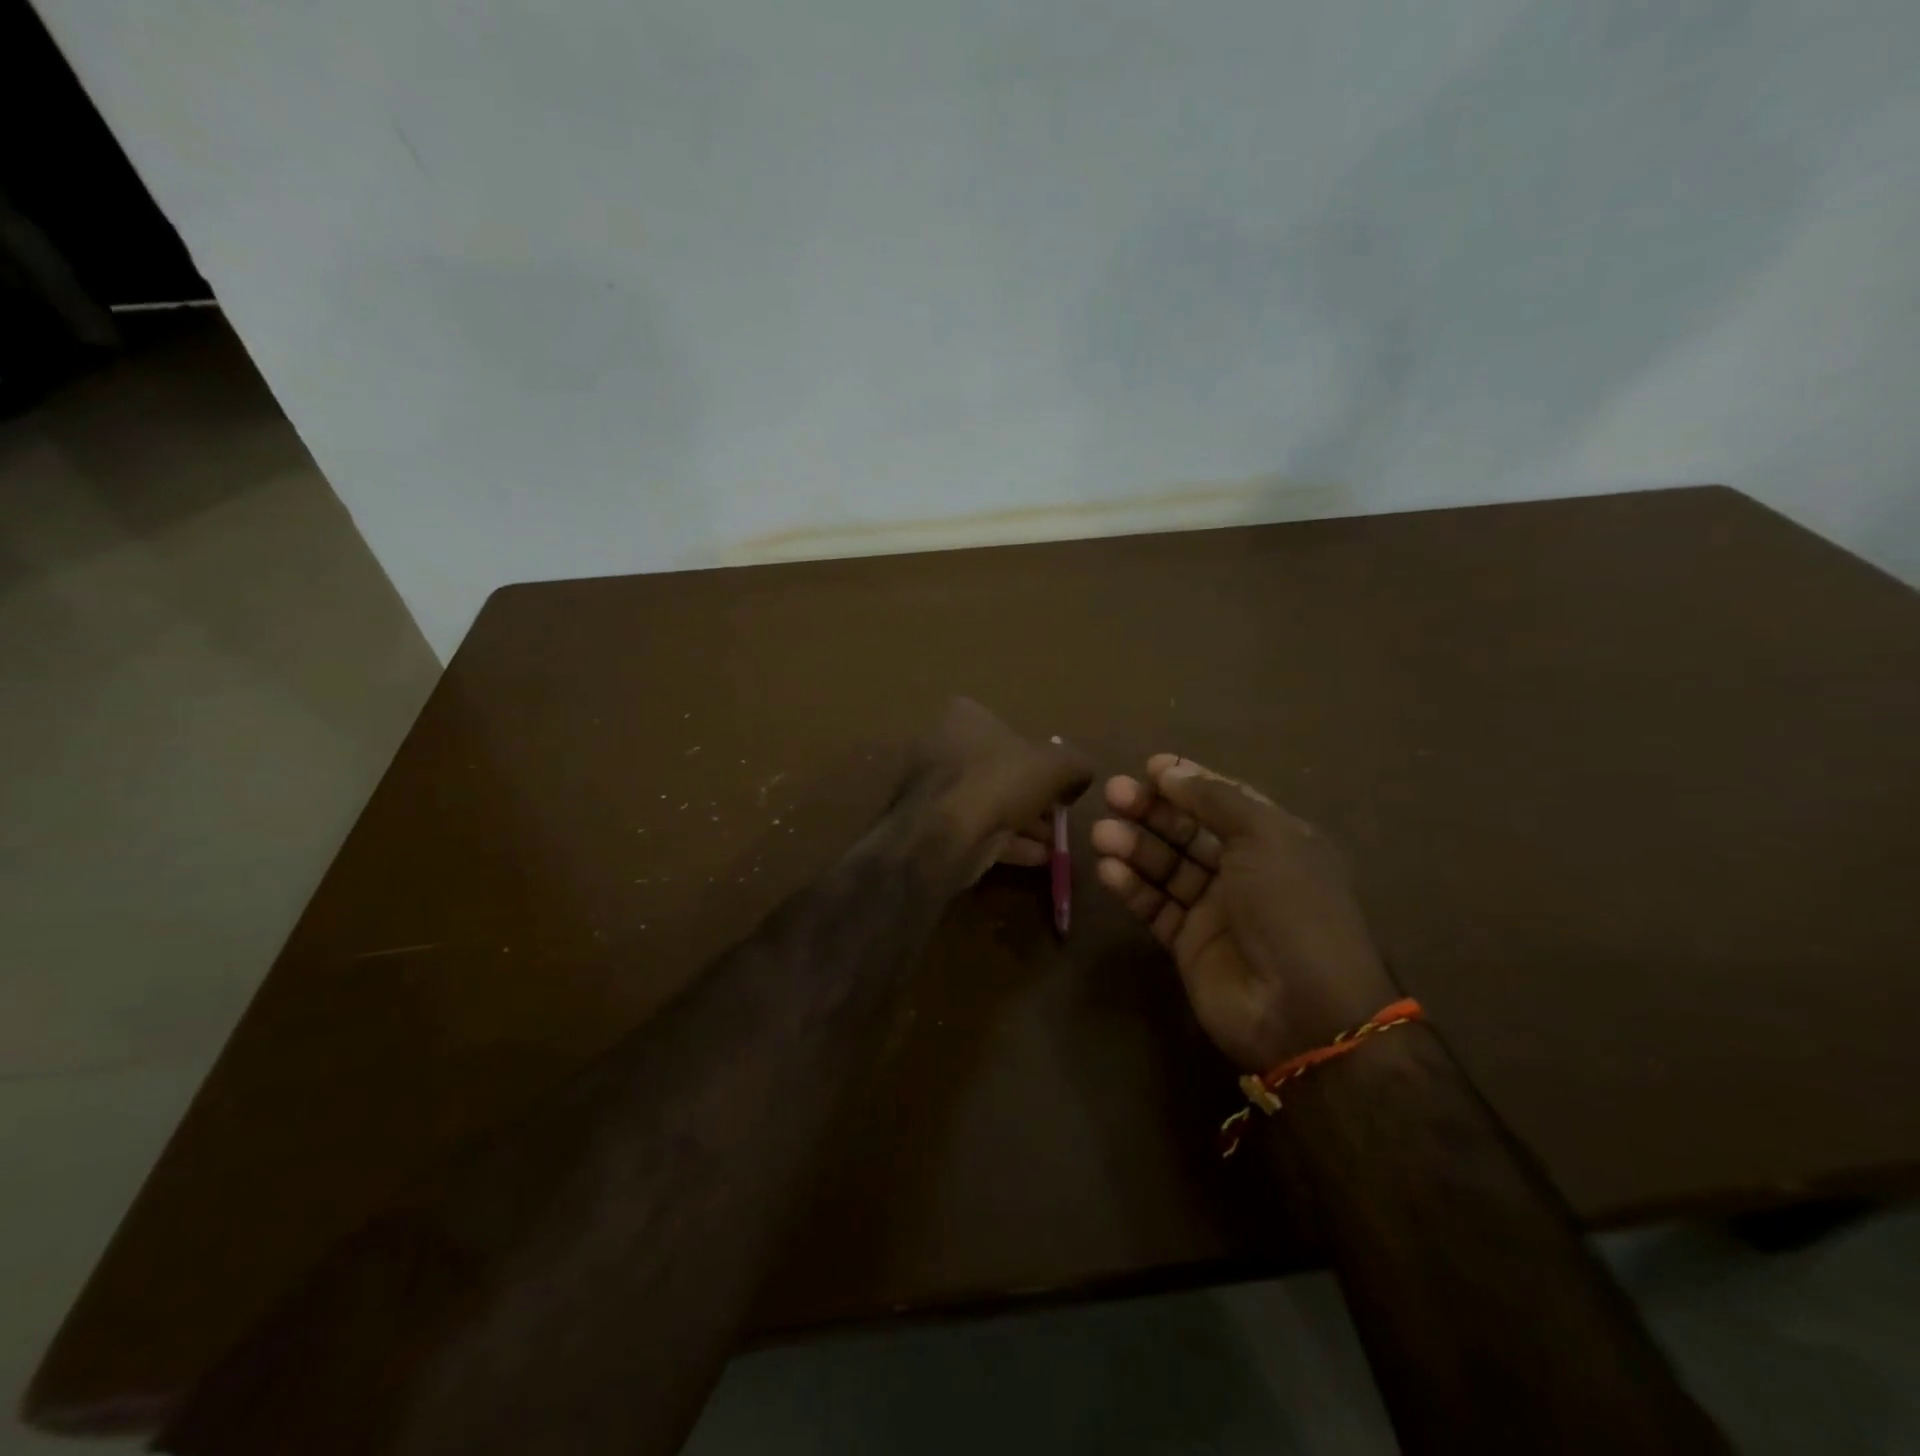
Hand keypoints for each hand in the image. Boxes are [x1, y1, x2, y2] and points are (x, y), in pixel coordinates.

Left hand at [906, 698, 1091, 887]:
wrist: (944, 834)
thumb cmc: (999, 781)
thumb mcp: (1057, 765)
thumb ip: (1076, 764)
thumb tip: (1081, 776)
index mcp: (964, 716)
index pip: (1009, 730)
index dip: (1039, 757)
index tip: (1060, 783)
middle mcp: (941, 745)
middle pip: (998, 770)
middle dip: (1032, 795)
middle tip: (1058, 816)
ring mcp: (932, 787)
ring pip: (988, 802)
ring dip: (1022, 822)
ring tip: (1053, 842)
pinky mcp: (930, 824)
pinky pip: (975, 828)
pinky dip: (1005, 841)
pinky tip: (1036, 858)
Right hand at [1091, 756, 1397, 1071]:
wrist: (1302, 1010)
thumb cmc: (1292, 908)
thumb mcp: (1265, 837)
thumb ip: (1215, 800)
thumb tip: (1169, 771)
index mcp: (1274, 841)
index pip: (1224, 800)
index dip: (1188, 781)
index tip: (1150, 766)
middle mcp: (1243, 870)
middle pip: (1188, 830)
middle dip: (1152, 810)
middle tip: (1114, 794)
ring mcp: (1214, 908)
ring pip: (1166, 866)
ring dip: (1134, 846)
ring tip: (1102, 834)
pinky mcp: (1188, 943)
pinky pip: (1154, 905)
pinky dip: (1131, 886)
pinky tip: (1108, 869)